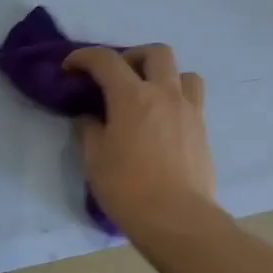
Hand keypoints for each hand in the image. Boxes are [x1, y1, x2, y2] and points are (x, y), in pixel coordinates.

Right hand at [63, 44, 219, 240]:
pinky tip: (161, 121)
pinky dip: (176, 99)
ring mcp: (189, 111)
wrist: (176, 219)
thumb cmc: (127, 189)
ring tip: (148, 95)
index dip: (84, 58)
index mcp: (132, 97)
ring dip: (163, 75)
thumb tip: (89, 117)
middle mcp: (164, 94)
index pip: (106, 61)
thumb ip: (90, 130)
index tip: (70, 68)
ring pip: (183, 73)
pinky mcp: (202, 130)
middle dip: (132, 57)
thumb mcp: (95, 160)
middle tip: (116, 77)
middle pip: (156, 53)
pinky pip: (192, 99)